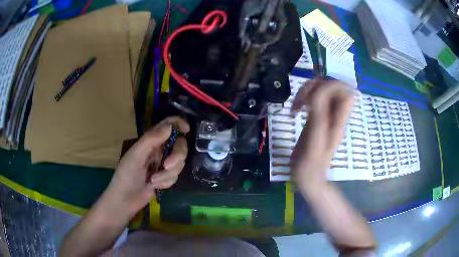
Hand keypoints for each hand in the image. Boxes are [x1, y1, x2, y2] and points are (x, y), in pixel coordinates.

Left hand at [102, 117, 189, 217]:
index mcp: (150, 141)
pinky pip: (175, 176)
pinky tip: (154, 186)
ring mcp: (163, 164)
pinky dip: (165, 182)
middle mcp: (159, 150)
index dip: (178, 123)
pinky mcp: (166, 177)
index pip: (168, 125)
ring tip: (153, 181)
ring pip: (179, 163)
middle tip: (166, 166)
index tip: (186, 130)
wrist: (125, 199)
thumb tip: (170, 126)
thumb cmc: (126, 175)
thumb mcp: (136, 155)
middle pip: (180, 146)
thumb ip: (152, 139)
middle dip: (176, 157)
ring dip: (167, 174)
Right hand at [290, 80, 354, 190]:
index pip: (347, 92)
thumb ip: (319, 113)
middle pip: (332, 87)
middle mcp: (335, 115)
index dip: (333, 85)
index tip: (315, 95)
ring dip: (306, 93)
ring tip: (296, 107)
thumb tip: (319, 90)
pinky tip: (295, 111)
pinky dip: (302, 100)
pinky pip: (313, 101)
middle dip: (315, 87)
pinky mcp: (316, 119)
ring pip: (321, 91)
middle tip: (302, 101)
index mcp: (338, 120)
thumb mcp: (314, 139)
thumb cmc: (310, 165)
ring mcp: (325, 116)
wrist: (308, 179)